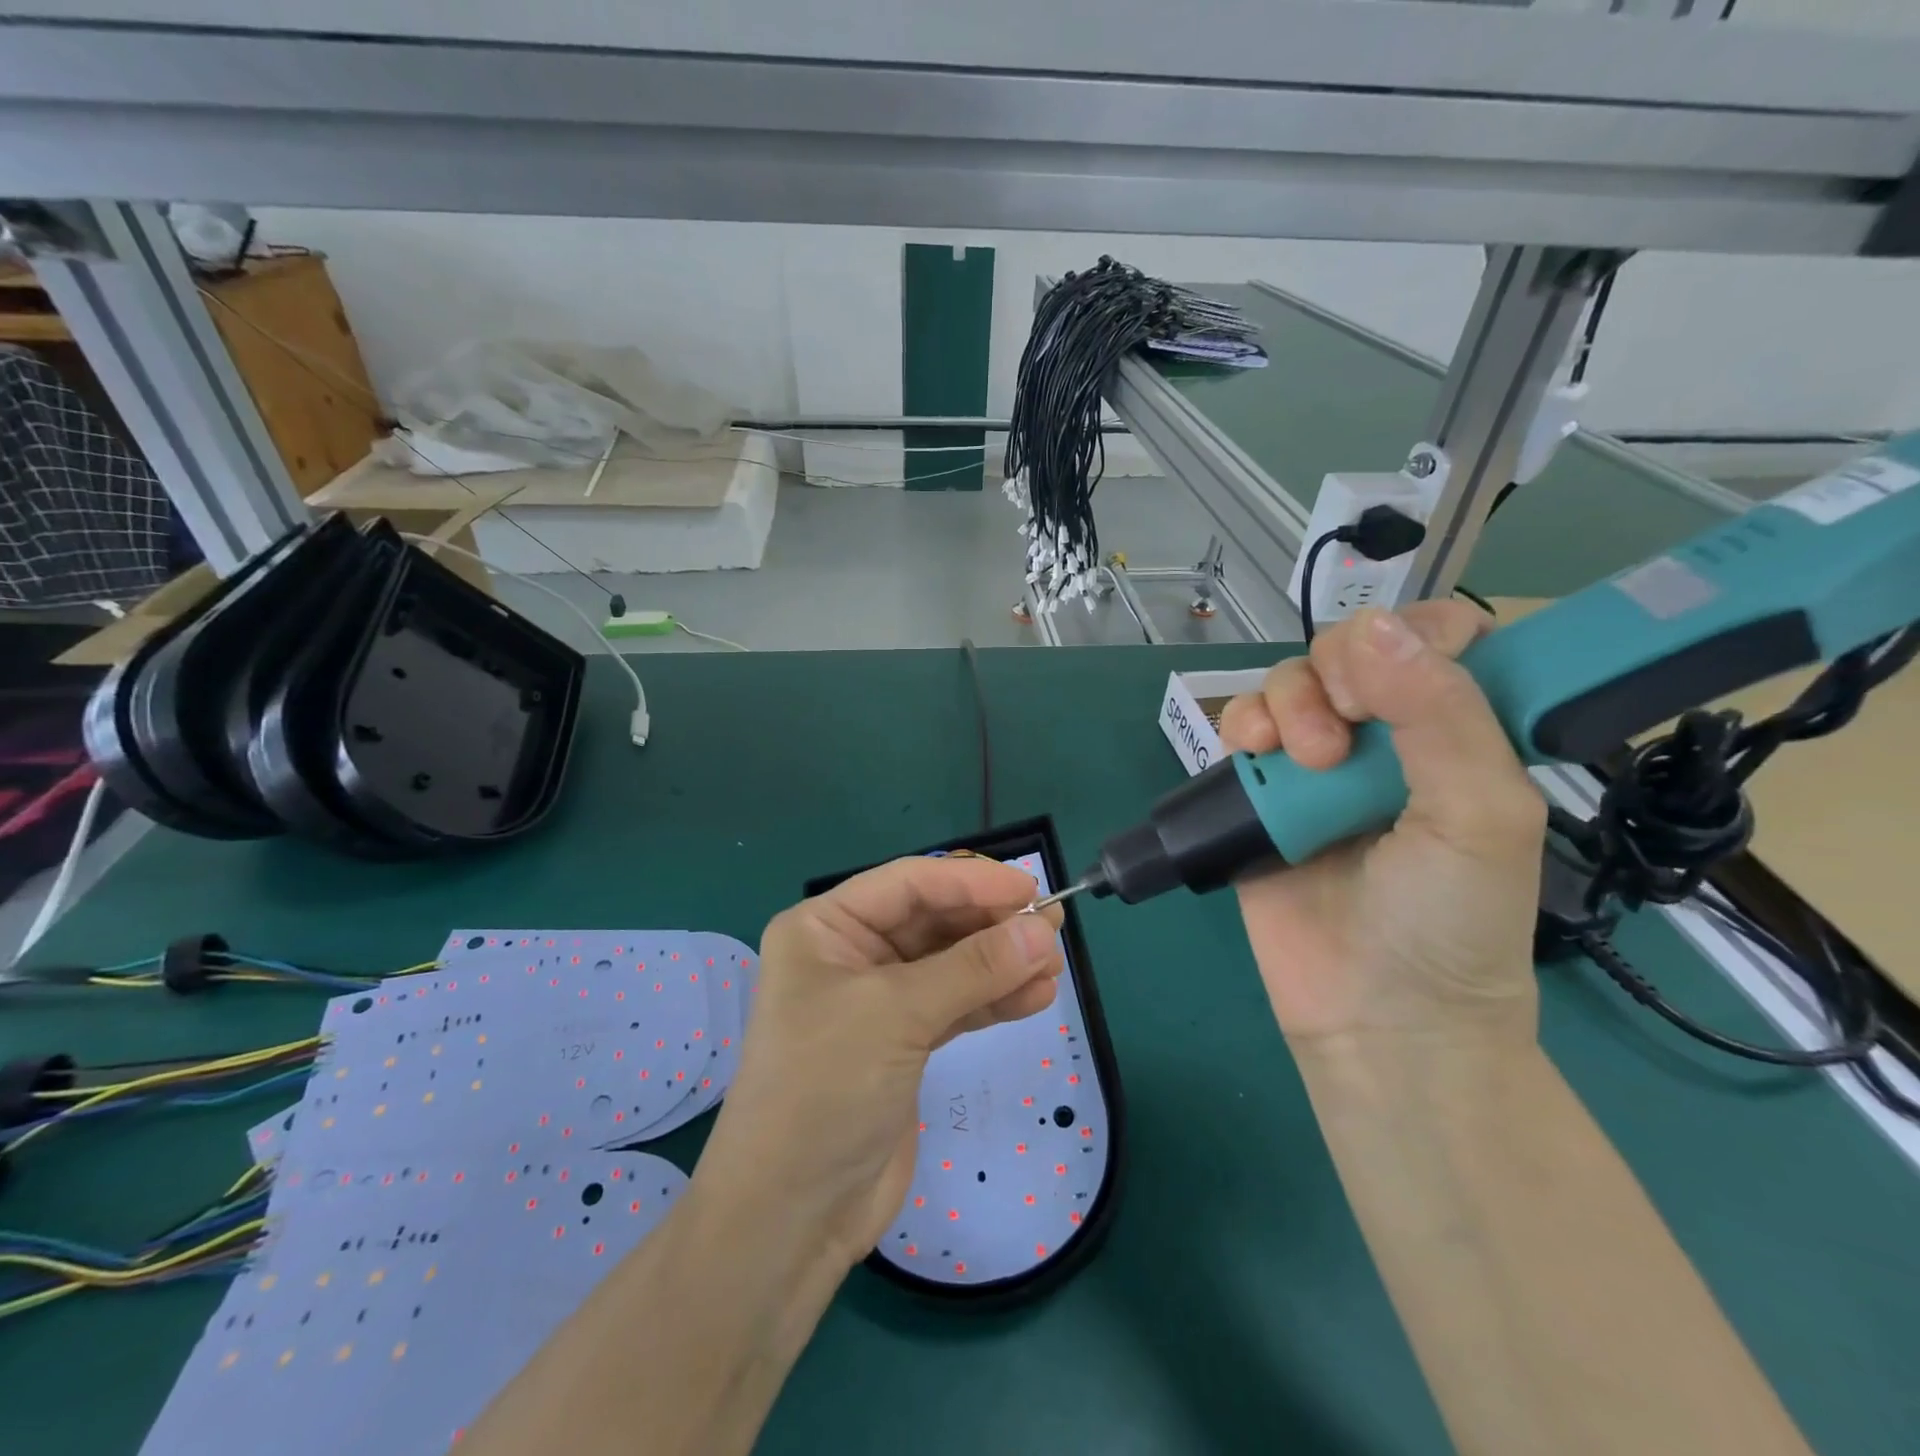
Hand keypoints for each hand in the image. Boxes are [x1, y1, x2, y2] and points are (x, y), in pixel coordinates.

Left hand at [694, 856, 1065, 1273]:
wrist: (790, 1217)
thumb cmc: (826, 1088)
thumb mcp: (897, 1014)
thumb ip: (974, 969)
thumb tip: (1043, 931)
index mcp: (825, 926)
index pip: (909, 883)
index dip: (971, 881)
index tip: (1031, 888)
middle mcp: (848, 953)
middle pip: (932, 920)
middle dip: (991, 924)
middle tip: (1052, 929)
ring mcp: (876, 1000)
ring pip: (949, 964)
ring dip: (1000, 964)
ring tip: (1054, 965)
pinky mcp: (901, 1043)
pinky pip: (954, 1005)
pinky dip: (992, 1000)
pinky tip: (1034, 997)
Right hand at [1218, 603, 1544, 1053]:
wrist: (1374, 1014)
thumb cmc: (1450, 921)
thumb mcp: (1480, 816)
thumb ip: (1442, 715)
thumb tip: (1372, 624)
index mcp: (1458, 733)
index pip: (1438, 636)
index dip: (1409, 637)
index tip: (1393, 683)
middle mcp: (1386, 737)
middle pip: (1346, 650)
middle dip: (1337, 677)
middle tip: (1344, 741)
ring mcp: (1316, 763)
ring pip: (1288, 681)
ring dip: (1289, 703)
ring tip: (1303, 761)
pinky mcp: (1260, 790)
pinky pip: (1242, 725)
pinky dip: (1244, 724)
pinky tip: (1255, 753)